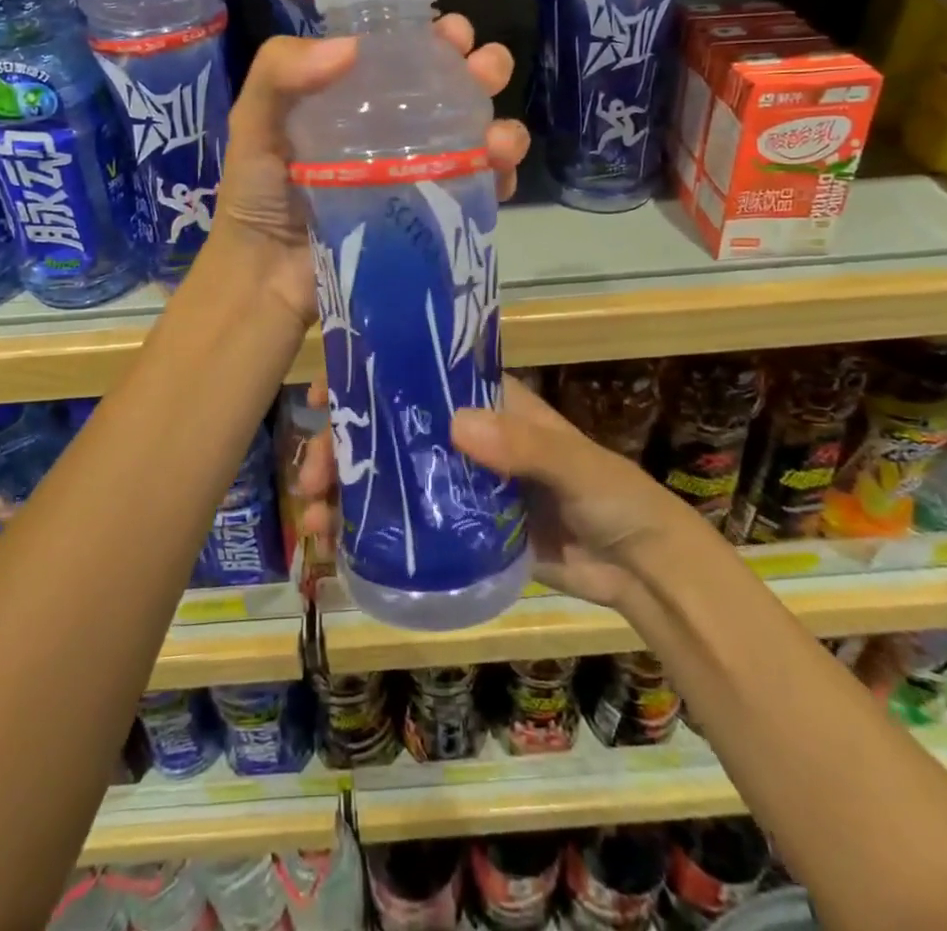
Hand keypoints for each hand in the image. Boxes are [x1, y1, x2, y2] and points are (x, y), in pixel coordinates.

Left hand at [210, 18, 529, 327]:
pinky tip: (501, 174)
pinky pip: (474, 193)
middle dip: (481, 73)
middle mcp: (390, 133)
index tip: (455, 34)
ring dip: (500, 129)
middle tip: (488, 70)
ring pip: (472, 140)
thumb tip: (352, 48)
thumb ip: (280, 74)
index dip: (434, 41)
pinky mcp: (429, 218)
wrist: (266, 278)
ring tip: (501, 138)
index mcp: (354, 102)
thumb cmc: (257, 197)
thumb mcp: (254, 124)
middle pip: (449, 94)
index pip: (403, 60)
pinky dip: (497, 179)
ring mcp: (414, 176)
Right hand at [296, 377, 682, 611]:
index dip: (366, 380)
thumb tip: (457, 425)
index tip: (325, 392)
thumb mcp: (574, 464)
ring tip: (313, 521)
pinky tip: (335, 547)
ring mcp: (454, 486)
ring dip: (343, 492)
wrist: (637, 568)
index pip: (415, 379)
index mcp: (484, 405)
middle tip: (309, 478)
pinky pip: (403, 526)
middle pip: (387, 432)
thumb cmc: (610, 495)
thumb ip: (525, 446)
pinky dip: (366, 532)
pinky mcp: (456, 532)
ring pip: (386, 478)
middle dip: (341, 447)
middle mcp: (461, 438)